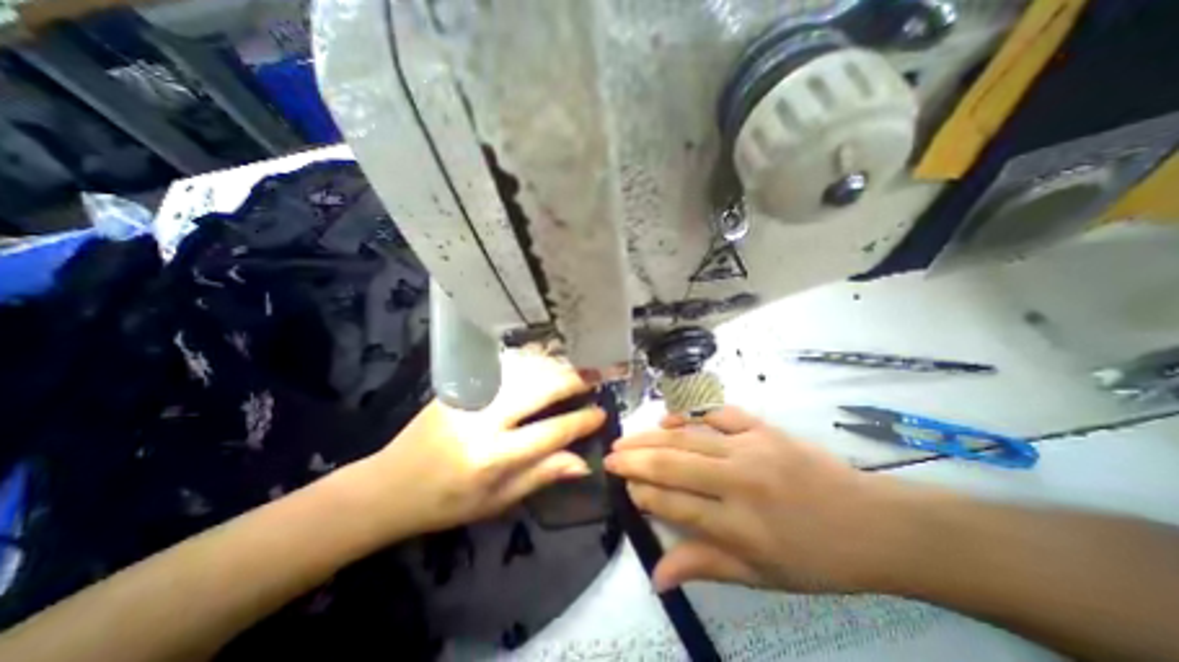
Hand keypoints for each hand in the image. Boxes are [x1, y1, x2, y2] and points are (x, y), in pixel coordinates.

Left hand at [348, 351, 607, 536]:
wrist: (390, 485)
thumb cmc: (447, 502)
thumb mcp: (497, 502)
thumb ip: (542, 476)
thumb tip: (583, 462)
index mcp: (493, 457)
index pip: (551, 432)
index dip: (581, 422)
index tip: (601, 413)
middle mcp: (483, 420)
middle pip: (540, 389)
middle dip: (574, 380)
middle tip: (597, 376)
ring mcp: (469, 396)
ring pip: (523, 370)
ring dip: (555, 364)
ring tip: (578, 362)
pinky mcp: (459, 384)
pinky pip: (503, 366)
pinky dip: (530, 359)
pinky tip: (546, 357)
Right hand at [602, 406, 914, 590]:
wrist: (873, 523)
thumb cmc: (816, 558)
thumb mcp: (762, 576)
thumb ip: (705, 565)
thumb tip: (657, 574)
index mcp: (741, 526)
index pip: (675, 505)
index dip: (644, 496)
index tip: (626, 489)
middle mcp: (740, 482)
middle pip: (673, 466)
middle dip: (634, 461)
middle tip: (609, 456)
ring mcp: (752, 448)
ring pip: (687, 439)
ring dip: (651, 438)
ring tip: (625, 439)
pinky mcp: (763, 428)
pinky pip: (718, 414)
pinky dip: (689, 415)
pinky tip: (668, 419)